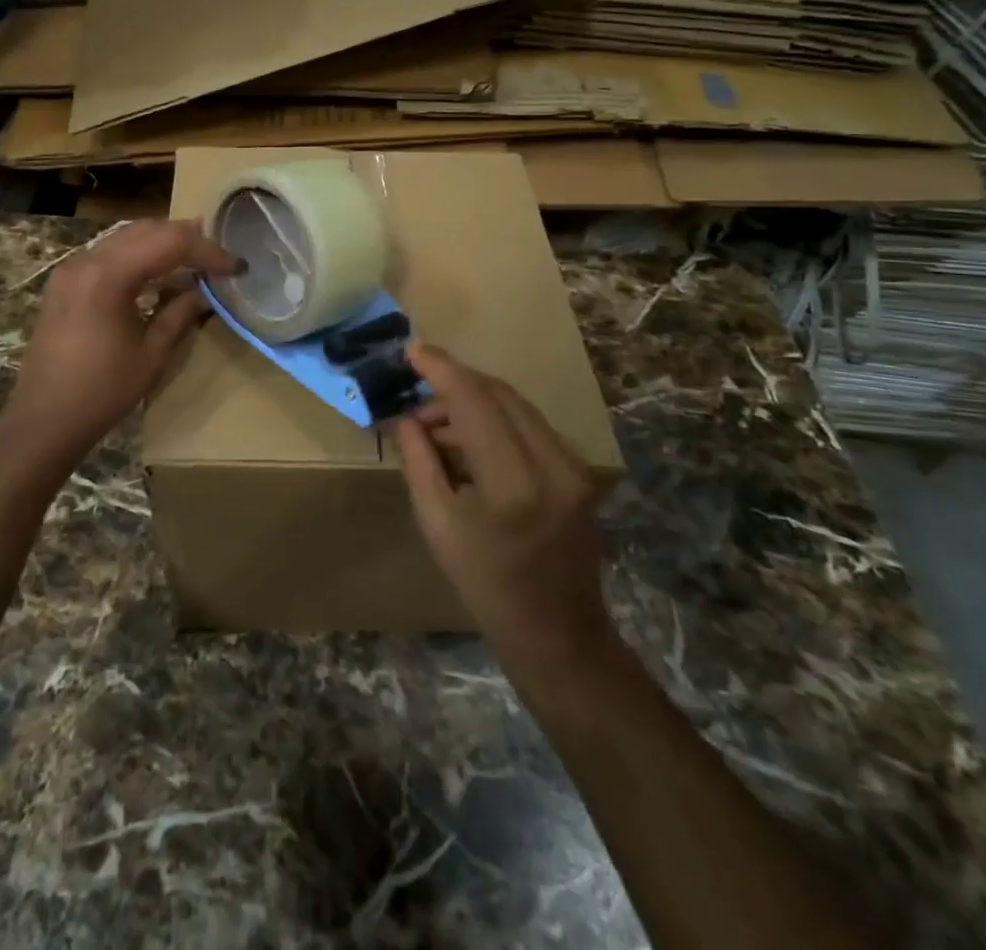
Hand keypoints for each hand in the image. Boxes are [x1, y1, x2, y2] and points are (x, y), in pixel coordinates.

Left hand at [0, 220, 238, 463]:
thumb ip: (179, 314)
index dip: (207, 251)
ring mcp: (71, 268)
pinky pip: (109, 252)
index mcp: (109, 276)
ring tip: (195, 257)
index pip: (170, 243)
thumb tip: (203, 292)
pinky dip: (138, 254)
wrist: (43, 420)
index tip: (234, 267)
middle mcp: (87, 260)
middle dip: (186, 238)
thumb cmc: (102, 392)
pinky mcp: (65, 281)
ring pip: (126, 236)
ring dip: (162, 242)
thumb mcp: (151, 354)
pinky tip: (157, 271)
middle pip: (147, 230)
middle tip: (218, 256)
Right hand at [394, 344, 614, 678]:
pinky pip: (530, 426)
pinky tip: (469, 441)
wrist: (557, 633)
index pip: (475, 401)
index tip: (412, 351)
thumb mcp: (437, 524)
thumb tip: (406, 417)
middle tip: (417, 401)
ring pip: (517, 406)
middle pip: (500, 394)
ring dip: (474, 403)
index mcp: (513, 483)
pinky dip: (496, 421)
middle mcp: (553, 464)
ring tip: (436, 429)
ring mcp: (574, 466)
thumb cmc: (485, 585)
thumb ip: (419, 461)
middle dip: (455, 385)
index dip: (441, 369)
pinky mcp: (579, 471)